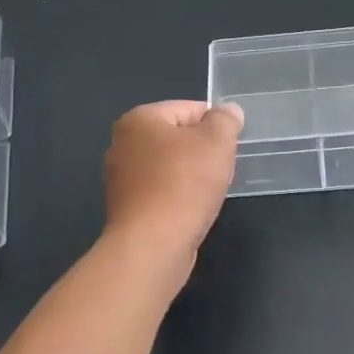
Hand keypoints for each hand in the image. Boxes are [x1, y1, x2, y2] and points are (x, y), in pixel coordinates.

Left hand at [102, 101, 243, 264]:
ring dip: (192, 175)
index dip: (215, 123)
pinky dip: (178, 196)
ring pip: (169, 166)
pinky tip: (193, 210)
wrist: (152, 245)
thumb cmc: (184, 184)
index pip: (187, 108)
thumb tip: (229, 111)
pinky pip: (161, 192)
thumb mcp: (216, 142)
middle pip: (176, 137)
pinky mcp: (127, 208)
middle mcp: (122, 144)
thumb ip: (225, 121)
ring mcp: (121, 178)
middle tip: (224, 168)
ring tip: (211, 191)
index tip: (232, 144)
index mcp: (139, 119)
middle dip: (203, 150)